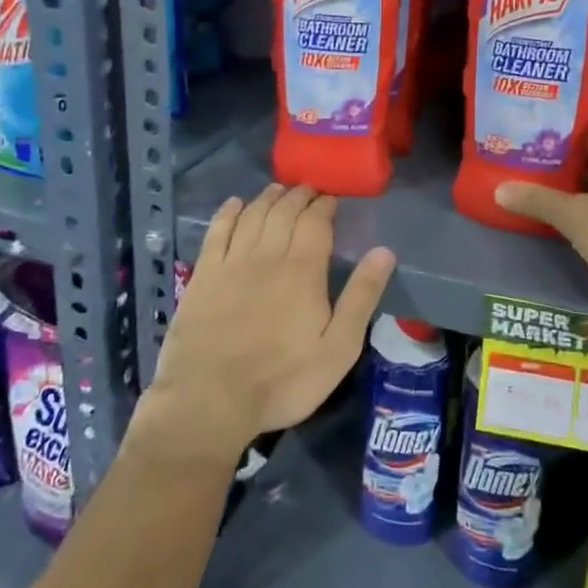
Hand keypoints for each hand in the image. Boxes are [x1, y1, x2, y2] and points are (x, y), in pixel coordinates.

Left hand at [140, 184, 395, 465]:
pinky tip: (234, 204)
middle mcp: (267, 256)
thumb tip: (384, 252)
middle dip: (298, 196)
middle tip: (307, 189)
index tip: (331, 198)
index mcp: (303, 271)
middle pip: (284, 213)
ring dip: (267, 198)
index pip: (315, 223)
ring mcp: (231, 262)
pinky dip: (228, 213)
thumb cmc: (282, 380)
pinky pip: (217, 231)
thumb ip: (361, 297)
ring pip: (252, 215)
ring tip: (278, 189)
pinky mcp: (203, 274)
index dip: (324, 206)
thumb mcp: (338, 348)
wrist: (210, 398)